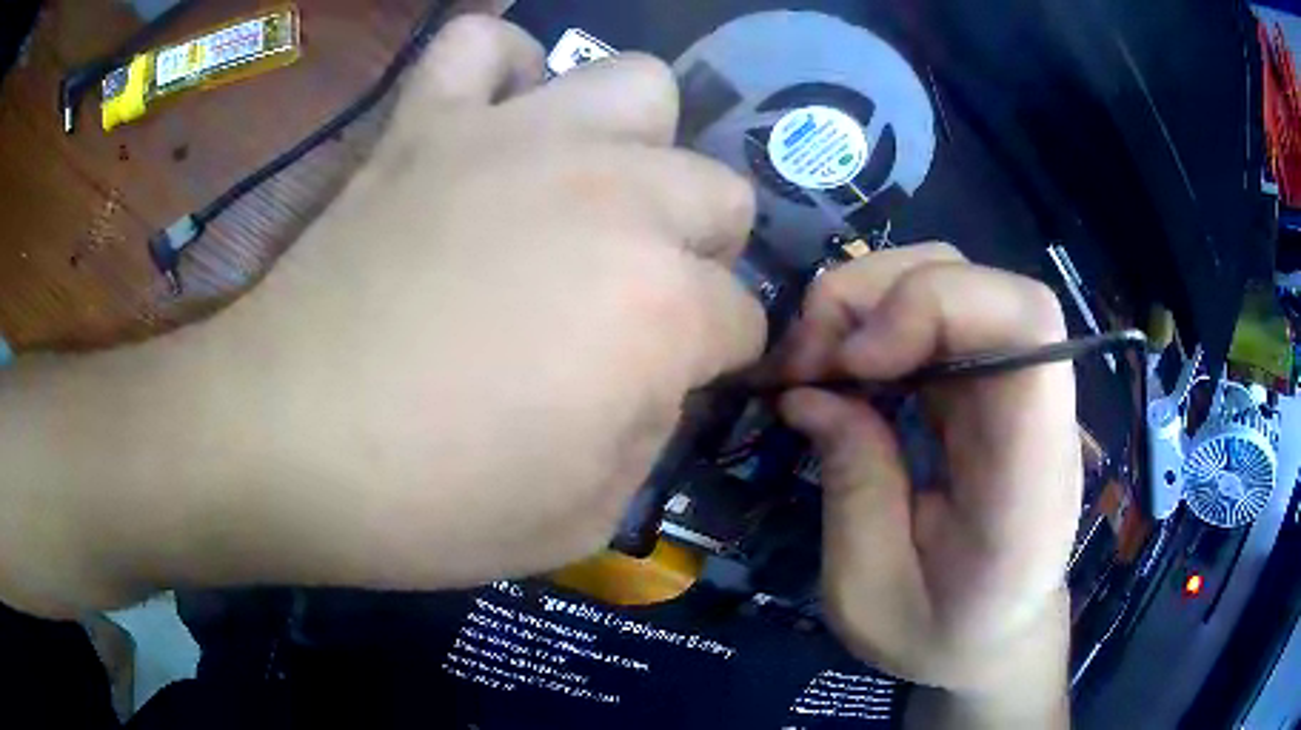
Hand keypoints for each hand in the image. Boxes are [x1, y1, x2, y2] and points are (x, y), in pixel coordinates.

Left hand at [0, 16, 763, 611]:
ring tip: (588, 188)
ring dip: (635, 140)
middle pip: (719, 190)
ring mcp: (516, 137)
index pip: (742, 318)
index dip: (719, 357)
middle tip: (638, 291)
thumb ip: (649, 437)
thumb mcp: (583, 519)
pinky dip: (502, 72)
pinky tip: (493, 122)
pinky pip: (485, 44)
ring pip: (637, 84)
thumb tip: (655, 379)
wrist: (278, 445)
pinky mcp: (427, 120)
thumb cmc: (428, 506)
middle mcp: (613, 195)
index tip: (676, 381)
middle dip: (700, 249)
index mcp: (659, 307)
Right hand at [777, 244, 1078, 721]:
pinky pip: (937, 317)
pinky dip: (876, 323)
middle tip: (803, 359)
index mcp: (1029, 475)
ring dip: (869, 302)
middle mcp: (1036, 413)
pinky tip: (843, 370)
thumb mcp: (869, 594)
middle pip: (978, 282)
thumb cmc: (942, 636)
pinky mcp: (990, 388)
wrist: (999, 638)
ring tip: (813, 362)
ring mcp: (1016, 392)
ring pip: (953, 281)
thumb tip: (809, 393)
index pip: (1027, 322)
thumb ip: (853, 490)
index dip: (934, 303)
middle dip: (876, 295)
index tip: (855, 361)